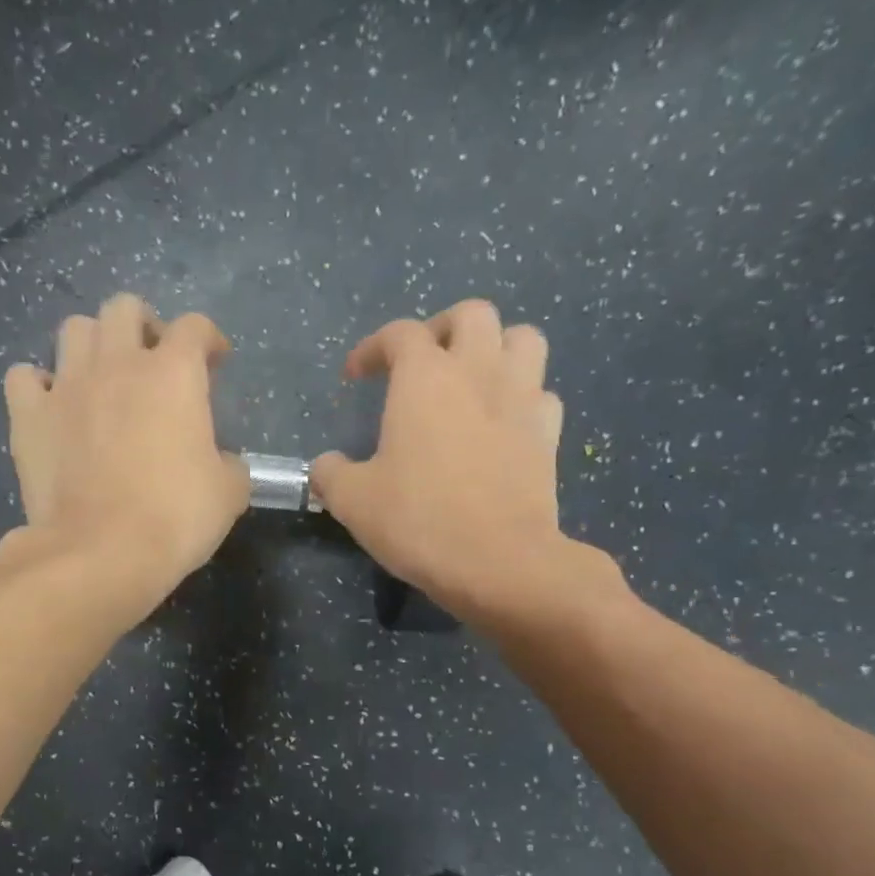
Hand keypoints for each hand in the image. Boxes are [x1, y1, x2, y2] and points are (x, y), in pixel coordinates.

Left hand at [2, 295, 248, 609]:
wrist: (102, 551)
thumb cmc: (175, 518)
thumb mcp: (229, 494)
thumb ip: (229, 464)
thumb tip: (220, 462)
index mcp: (173, 374)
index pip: (194, 327)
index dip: (208, 339)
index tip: (215, 362)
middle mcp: (117, 364)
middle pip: (124, 308)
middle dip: (143, 326)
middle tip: (153, 362)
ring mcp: (66, 386)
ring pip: (73, 330)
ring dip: (92, 345)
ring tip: (102, 378)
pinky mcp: (28, 416)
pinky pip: (24, 377)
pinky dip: (38, 385)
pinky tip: (52, 406)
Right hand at [310, 300, 624, 622]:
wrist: (498, 561)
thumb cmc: (418, 520)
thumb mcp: (352, 501)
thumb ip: (330, 474)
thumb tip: (325, 466)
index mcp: (425, 378)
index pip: (399, 334)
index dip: (372, 347)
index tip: (356, 375)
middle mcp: (478, 372)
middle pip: (472, 315)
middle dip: (442, 329)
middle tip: (423, 362)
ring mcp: (521, 399)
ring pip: (522, 338)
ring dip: (496, 347)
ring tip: (474, 378)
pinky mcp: (549, 433)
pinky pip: (541, 394)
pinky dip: (523, 397)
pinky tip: (505, 423)